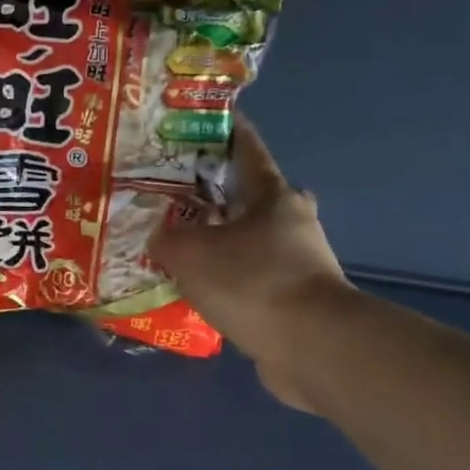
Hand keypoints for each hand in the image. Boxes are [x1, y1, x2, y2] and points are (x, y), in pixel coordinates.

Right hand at [148, 120, 354, 410]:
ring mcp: (296, 261)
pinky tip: (196, 290)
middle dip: (211, 195)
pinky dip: (225, 279)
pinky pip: (249, 278)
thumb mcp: (190, 252)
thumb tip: (159, 239)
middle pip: (246, 197)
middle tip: (171, 198)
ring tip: (175, 248)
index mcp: (271, 194)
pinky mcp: (293, 298)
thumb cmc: (252, 281)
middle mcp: (290, 221)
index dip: (221, 132)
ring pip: (247, 240)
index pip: (245, 148)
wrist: (310, 346)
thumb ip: (166, 239)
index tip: (195, 124)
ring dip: (217, 242)